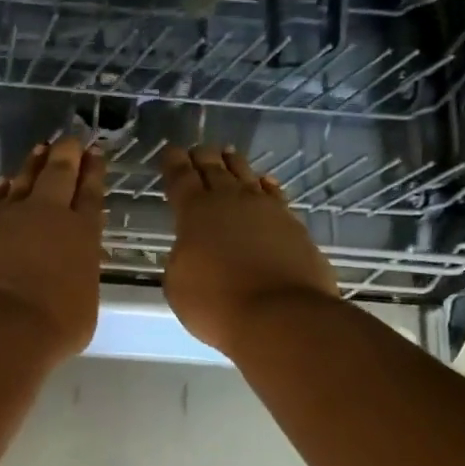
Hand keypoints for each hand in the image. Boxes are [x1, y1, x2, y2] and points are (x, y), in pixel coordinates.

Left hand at [0, 139, 104, 363]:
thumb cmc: (52, 326)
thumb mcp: (82, 304)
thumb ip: (76, 277)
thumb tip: (67, 272)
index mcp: (81, 234)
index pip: (90, 195)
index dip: (93, 173)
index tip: (95, 154)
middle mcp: (45, 216)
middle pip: (58, 175)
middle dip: (67, 155)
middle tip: (71, 139)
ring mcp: (4, 218)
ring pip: (21, 181)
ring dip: (31, 166)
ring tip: (39, 150)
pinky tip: (0, 185)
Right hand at [161, 146, 339, 355]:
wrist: (281, 315)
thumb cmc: (217, 303)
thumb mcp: (178, 284)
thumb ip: (181, 258)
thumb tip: (193, 249)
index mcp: (195, 212)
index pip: (181, 178)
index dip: (173, 164)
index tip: (170, 151)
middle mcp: (231, 201)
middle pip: (214, 170)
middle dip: (203, 158)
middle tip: (197, 150)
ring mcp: (267, 210)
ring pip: (246, 175)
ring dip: (234, 164)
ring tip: (228, 154)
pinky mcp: (294, 225)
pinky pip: (274, 195)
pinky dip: (265, 186)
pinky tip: (264, 183)